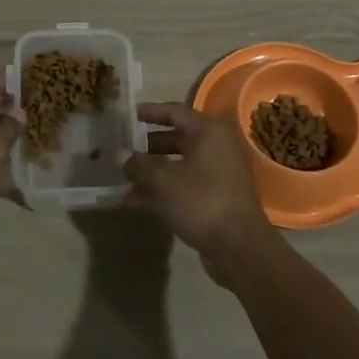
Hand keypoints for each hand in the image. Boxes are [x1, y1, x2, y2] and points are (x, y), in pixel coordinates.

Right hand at [122, 102, 272, 274]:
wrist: (239, 246)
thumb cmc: (201, 201)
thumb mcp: (164, 181)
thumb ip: (139, 165)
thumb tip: (120, 154)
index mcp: (208, 133)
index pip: (176, 112)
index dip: (151, 112)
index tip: (129, 115)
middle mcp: (216, 148)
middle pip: (178, 139)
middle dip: (149, 146)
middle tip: (124, 149)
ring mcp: (218, 175)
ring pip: (179, 165)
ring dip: (152, 172)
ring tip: (123, 179)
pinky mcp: (216, 199)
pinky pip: (184, 186)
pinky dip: (162, 190)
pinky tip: (135, 202)